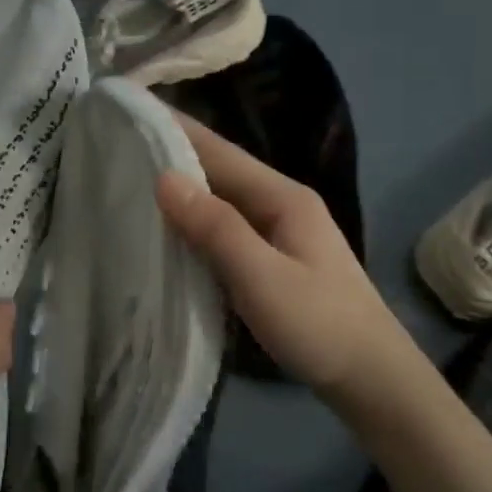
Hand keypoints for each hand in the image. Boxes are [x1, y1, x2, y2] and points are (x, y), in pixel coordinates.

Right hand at [156, 116, 417, 405]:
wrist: (371, 379)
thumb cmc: (319, 325)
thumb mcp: (262, 277)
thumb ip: (215, 228)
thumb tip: (164, 178)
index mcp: (283, 197)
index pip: (220, 151)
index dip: (176, 129)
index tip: (133, 112)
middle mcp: (282, 205)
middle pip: (221, 171)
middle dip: (174, 155)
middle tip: (119, 146)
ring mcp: (280, 233)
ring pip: (222, 201)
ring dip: (183, 190)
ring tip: (132, 181)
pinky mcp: (275, 260)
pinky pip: (226, 230)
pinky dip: (196, 223)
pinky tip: (170, 231)